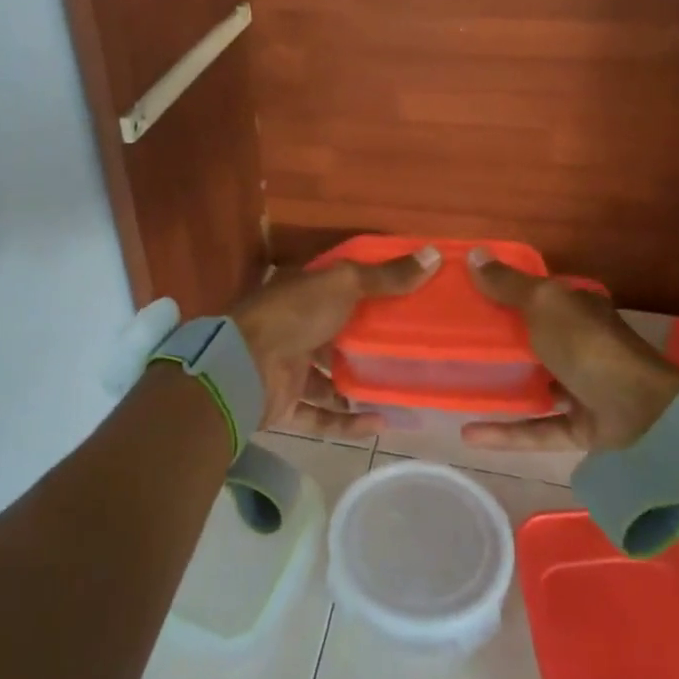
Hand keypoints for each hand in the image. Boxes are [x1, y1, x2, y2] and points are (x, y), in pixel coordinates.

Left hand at [231, 247, 441, 438]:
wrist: (244, 366)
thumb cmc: (295, 314)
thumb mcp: (344, 284)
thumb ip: (386, 276)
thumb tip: (434, 255)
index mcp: (304, 294)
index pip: (340, 290)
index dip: (371, 292)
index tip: (409, 300)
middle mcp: (295, 328)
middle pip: (337, 336)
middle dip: (368, 346)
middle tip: (411, 353)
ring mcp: (288, 368)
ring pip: (329, 380)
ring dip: (359, 389)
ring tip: (400, 392)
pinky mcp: (286, 404)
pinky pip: (321, 416)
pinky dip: (347, 422)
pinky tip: (381, 423)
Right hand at [459, 248, 678, 453]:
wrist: (644, 413)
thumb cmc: (589, 346)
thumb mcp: (544, 303)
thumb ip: (508, 284)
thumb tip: (474, 253)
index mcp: (577, 309)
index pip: (538, 296)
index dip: (505, 292)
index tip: (465, 296)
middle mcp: (581, 345)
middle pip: (533, 339)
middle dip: (498, 341)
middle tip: (452, 341)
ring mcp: (583, 388)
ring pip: (535, 385)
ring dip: (502, 387)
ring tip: (458, 385)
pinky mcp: (582, 427)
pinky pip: (537, 428)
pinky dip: (505, 432)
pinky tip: (468, 433)